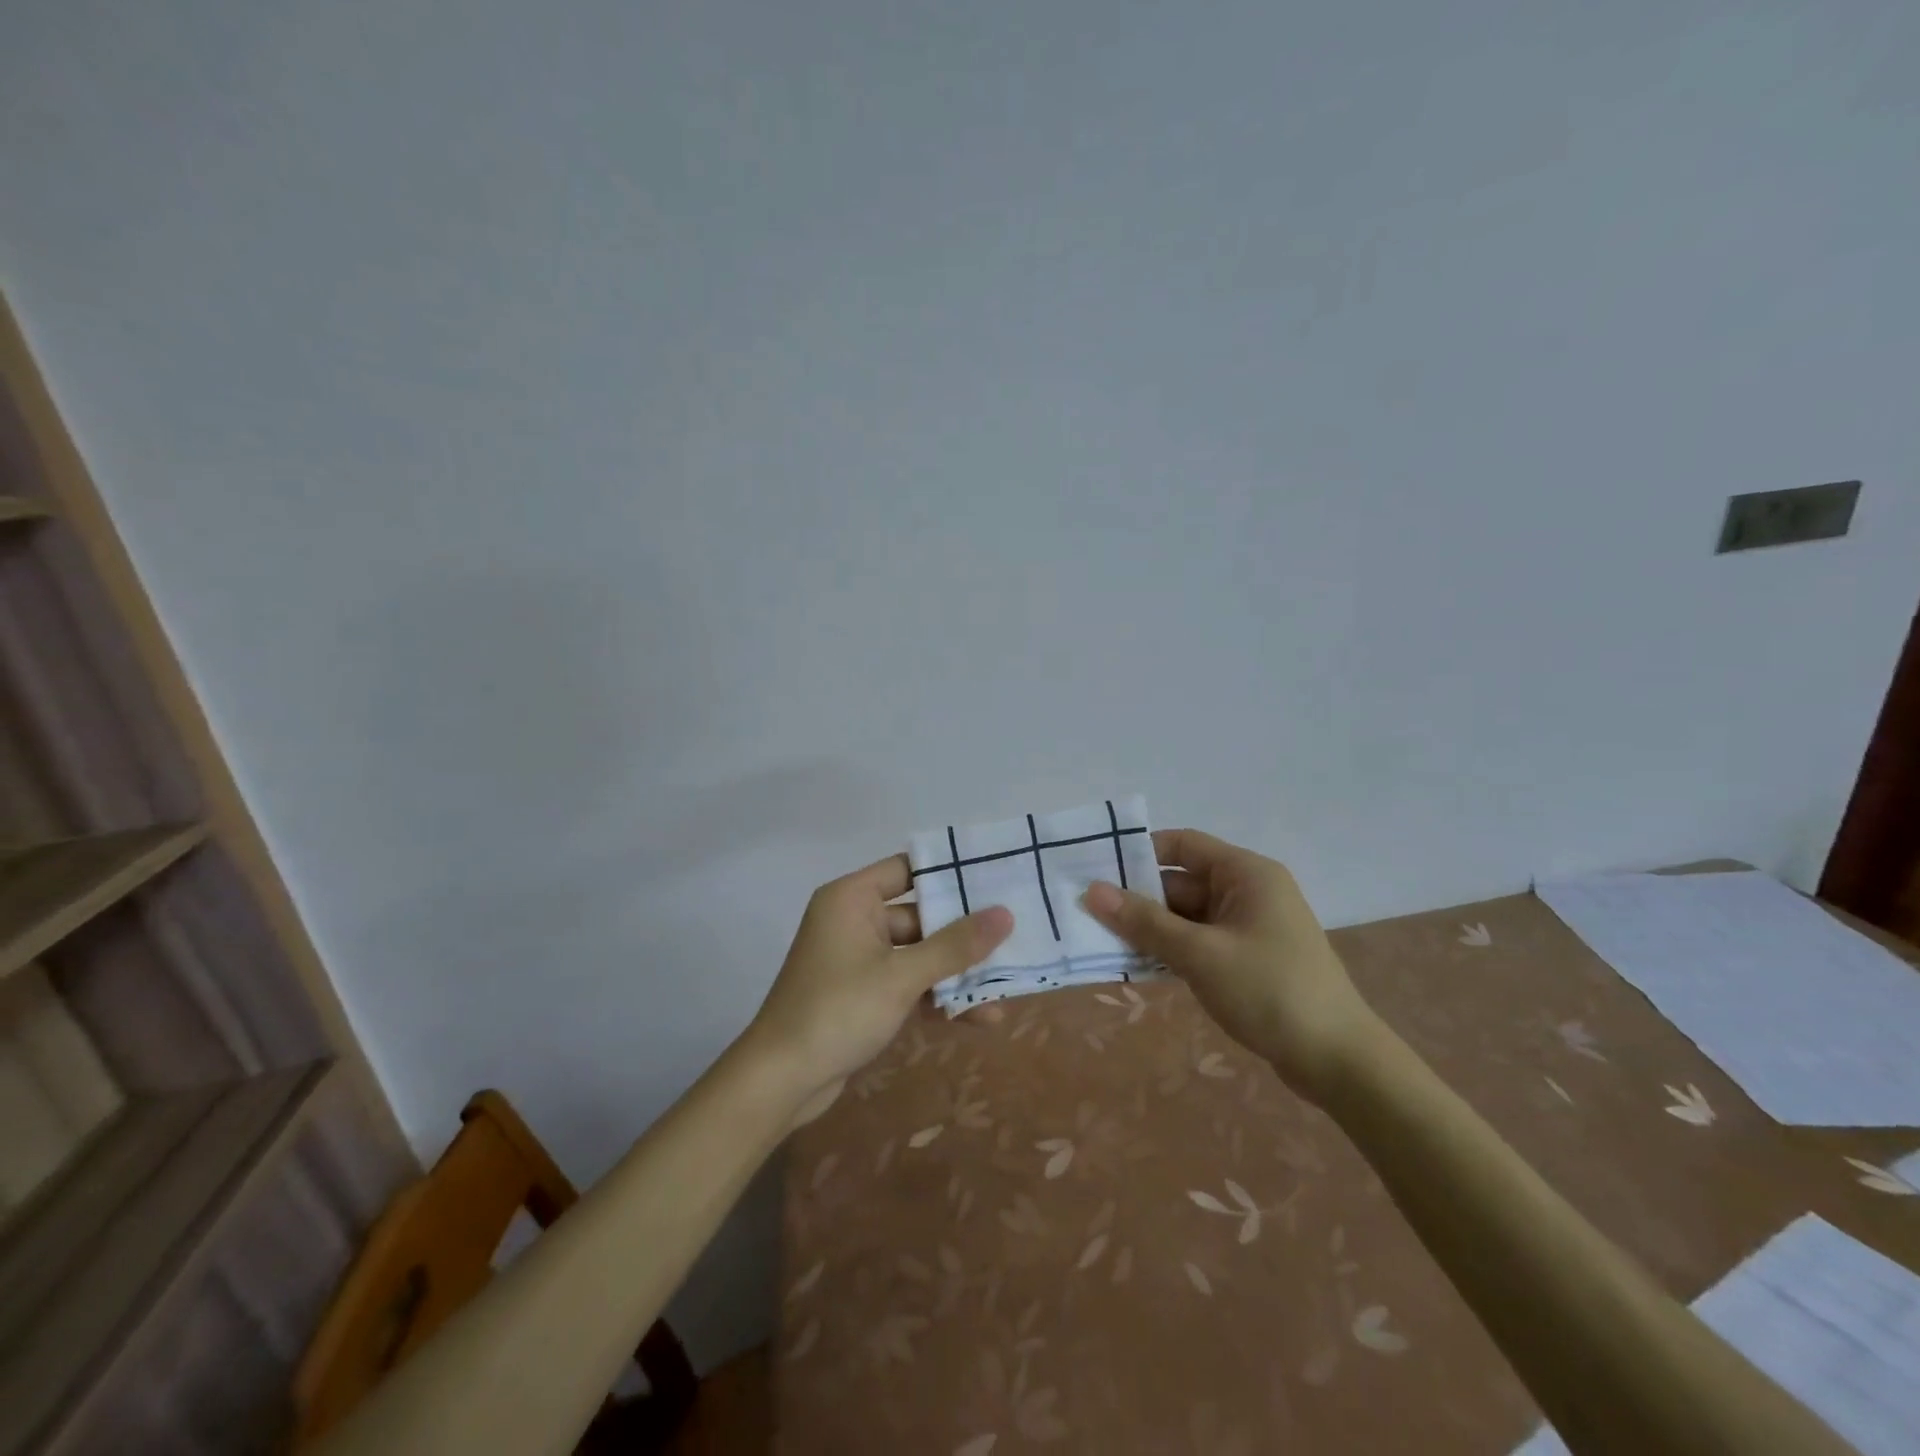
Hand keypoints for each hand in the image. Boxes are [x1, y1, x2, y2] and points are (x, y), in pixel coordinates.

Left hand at [747, 854, 1012, 1125]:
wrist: (780, 1082)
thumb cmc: (838, 1011)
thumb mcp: (902, 977)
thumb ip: (955, 946)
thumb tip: (1005, 913)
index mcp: (853, 899)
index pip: (908, 868)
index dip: (950, 872)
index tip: (996, 877)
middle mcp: (855, 920)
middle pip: (920, 915)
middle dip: (964, 933)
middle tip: (1015, 935)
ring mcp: (858, 960)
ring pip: (918, 955)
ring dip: (956, 973)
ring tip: (1006, 988)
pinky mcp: (863, 995)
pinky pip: (908, 984)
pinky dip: (937, 998)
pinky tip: (981, 1017)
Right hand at [1082, 828, 1377, 1100]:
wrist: (1338, 1061)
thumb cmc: (1269, 991)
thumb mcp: (1200, 954)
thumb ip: (1144, 921)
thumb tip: (1092, 891)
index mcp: (1246, 874)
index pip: (1183, 844)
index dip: (1140, 852)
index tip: (1097, 869)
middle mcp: (1248, 892)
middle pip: (1181, 882)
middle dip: (1138, 899)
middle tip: (1087, 913)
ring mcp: (1249, 927)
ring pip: (1187, 916)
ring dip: (1151, 929)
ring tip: (1101, 940)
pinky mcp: (1248, 959)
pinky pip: (1199, 942)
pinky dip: (1171, 950)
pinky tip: (1137, 966)